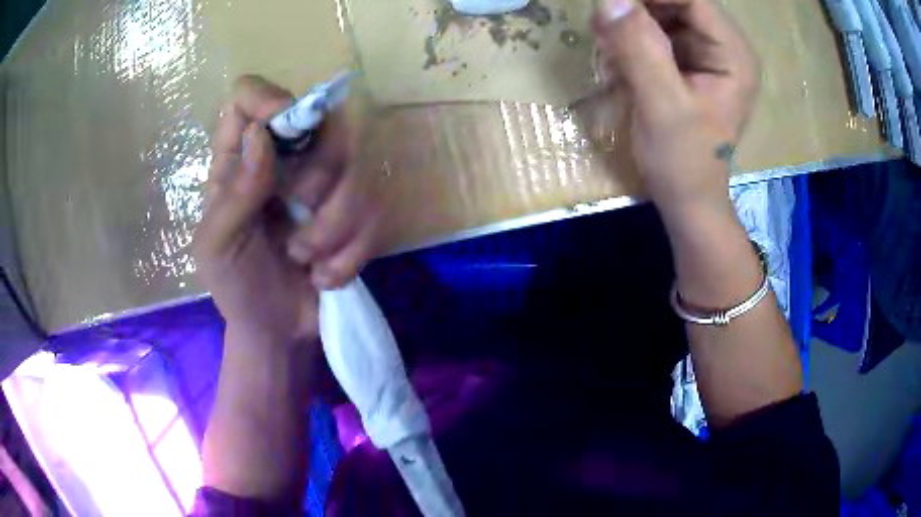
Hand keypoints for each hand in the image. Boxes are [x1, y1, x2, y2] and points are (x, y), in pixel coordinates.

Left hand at [194, 75, 381, 346]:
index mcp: (239, 159)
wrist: (276, 332)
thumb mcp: (217, 246)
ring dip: (335, 225)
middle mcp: (284, 158)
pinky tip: (325, 276)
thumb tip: (261, 134)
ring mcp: (324, 184)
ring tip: (306, 261)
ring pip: (358, 168)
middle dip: (318, 175)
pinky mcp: (357, 214)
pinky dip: (351, 252)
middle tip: (299, 216)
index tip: (284, 133)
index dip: (267, 99)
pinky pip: (376, 212)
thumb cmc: (235, 287)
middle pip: (323, 120)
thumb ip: (234, 192)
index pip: (248, 94)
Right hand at [592, 0, 758, 217]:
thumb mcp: (663, 106)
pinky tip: (616, 58)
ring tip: (609, 49)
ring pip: (660, 12)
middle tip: (605, 29)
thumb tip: (610, 0)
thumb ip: (640, 50)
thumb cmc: (684, 161)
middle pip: (675, 1)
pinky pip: (653, 31)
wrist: (687, 197)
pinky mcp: (685, 61)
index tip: (612, 3)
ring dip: (629, 23)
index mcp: (731, 54)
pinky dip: (629, 37)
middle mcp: (721, 45)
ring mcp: (703, 52)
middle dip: (637, 8)